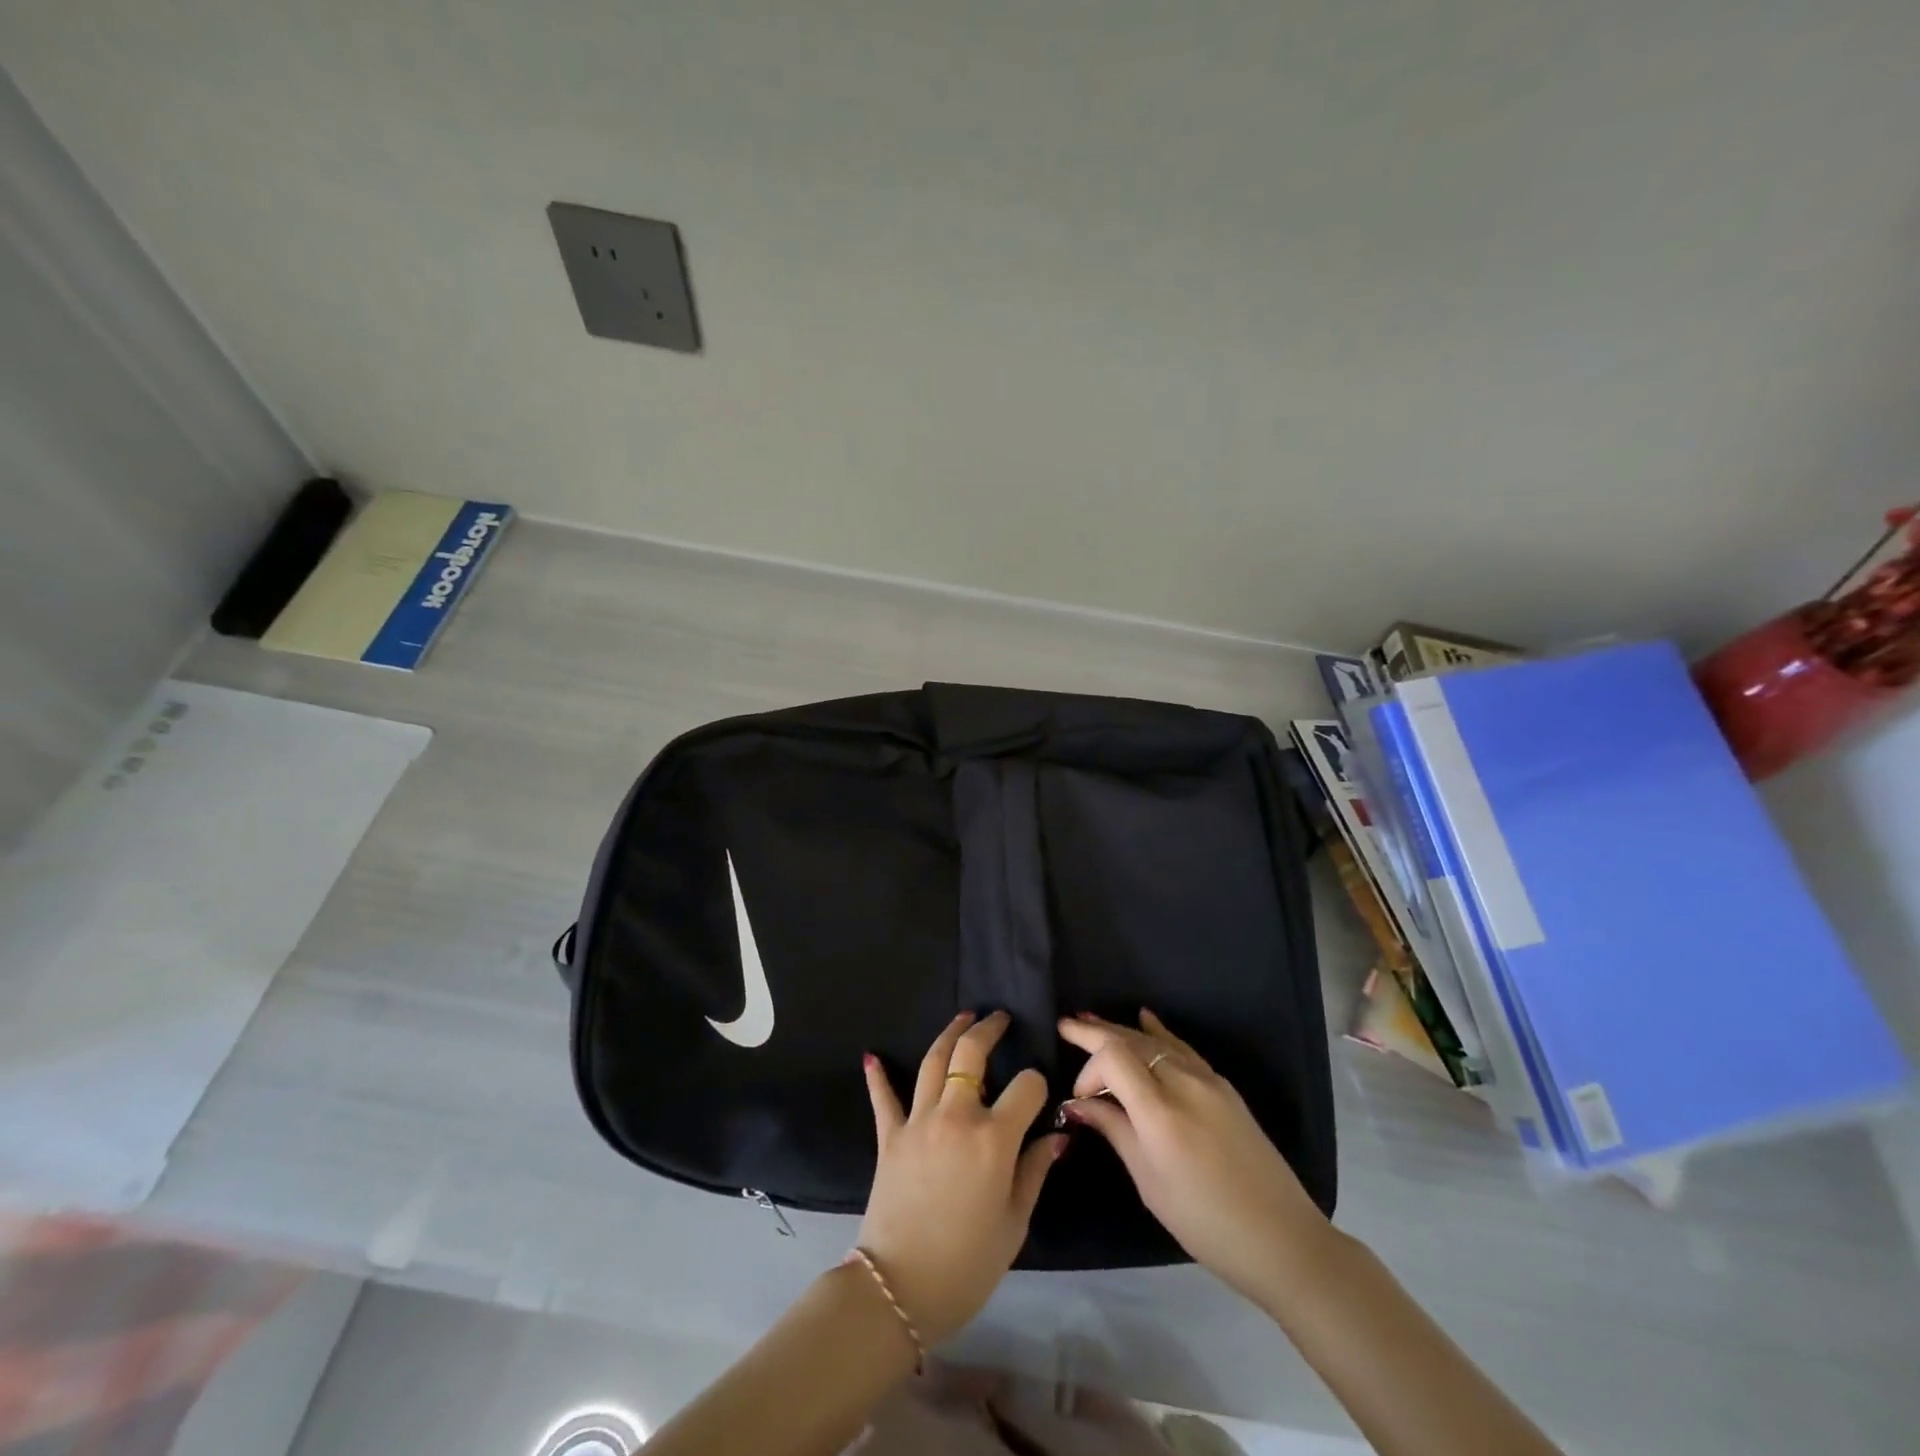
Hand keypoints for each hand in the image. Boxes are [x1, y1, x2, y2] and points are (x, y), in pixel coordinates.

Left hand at [859, 1010, 1065, 1344]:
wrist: (898, 1289)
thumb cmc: (968, 1263)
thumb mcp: (1014, 1223)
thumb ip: (1035, 1171)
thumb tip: (1058, 1136)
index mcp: (994, 1139)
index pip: (1026, 1087)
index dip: (1037, 1084)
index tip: (1038, 1093)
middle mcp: (956, 1117)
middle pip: (971, 1055)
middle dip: (988, 1030)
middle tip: (999, 1018)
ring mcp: (918, 1122)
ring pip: (933, 1062)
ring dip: (948, 1035)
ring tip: (962, 1018)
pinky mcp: (889, 1136)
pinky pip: (884, 1098)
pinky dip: (878, 1076)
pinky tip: (873, 1057)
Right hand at [1056, 1010, 1331, 1303]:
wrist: (1282, 1238)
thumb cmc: (1205, 1222)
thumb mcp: (1150, 1183)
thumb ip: (1114, 1131)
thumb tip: (1078, 1103)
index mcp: (1161, 1113)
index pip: (1114, 1058)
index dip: (1089, 1068)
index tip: (1080, 1098)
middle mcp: (1184, 1084)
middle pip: (1131, 1041)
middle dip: (1095, 1032)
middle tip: (1065, 1025)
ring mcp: (1208, 1081)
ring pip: (1155, 1041)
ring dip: (1121, 1030)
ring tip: (1090, 1021)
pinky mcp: (1224, 1086)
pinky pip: (1182, 1048)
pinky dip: (1158, 1032)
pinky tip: (1144, 1018)